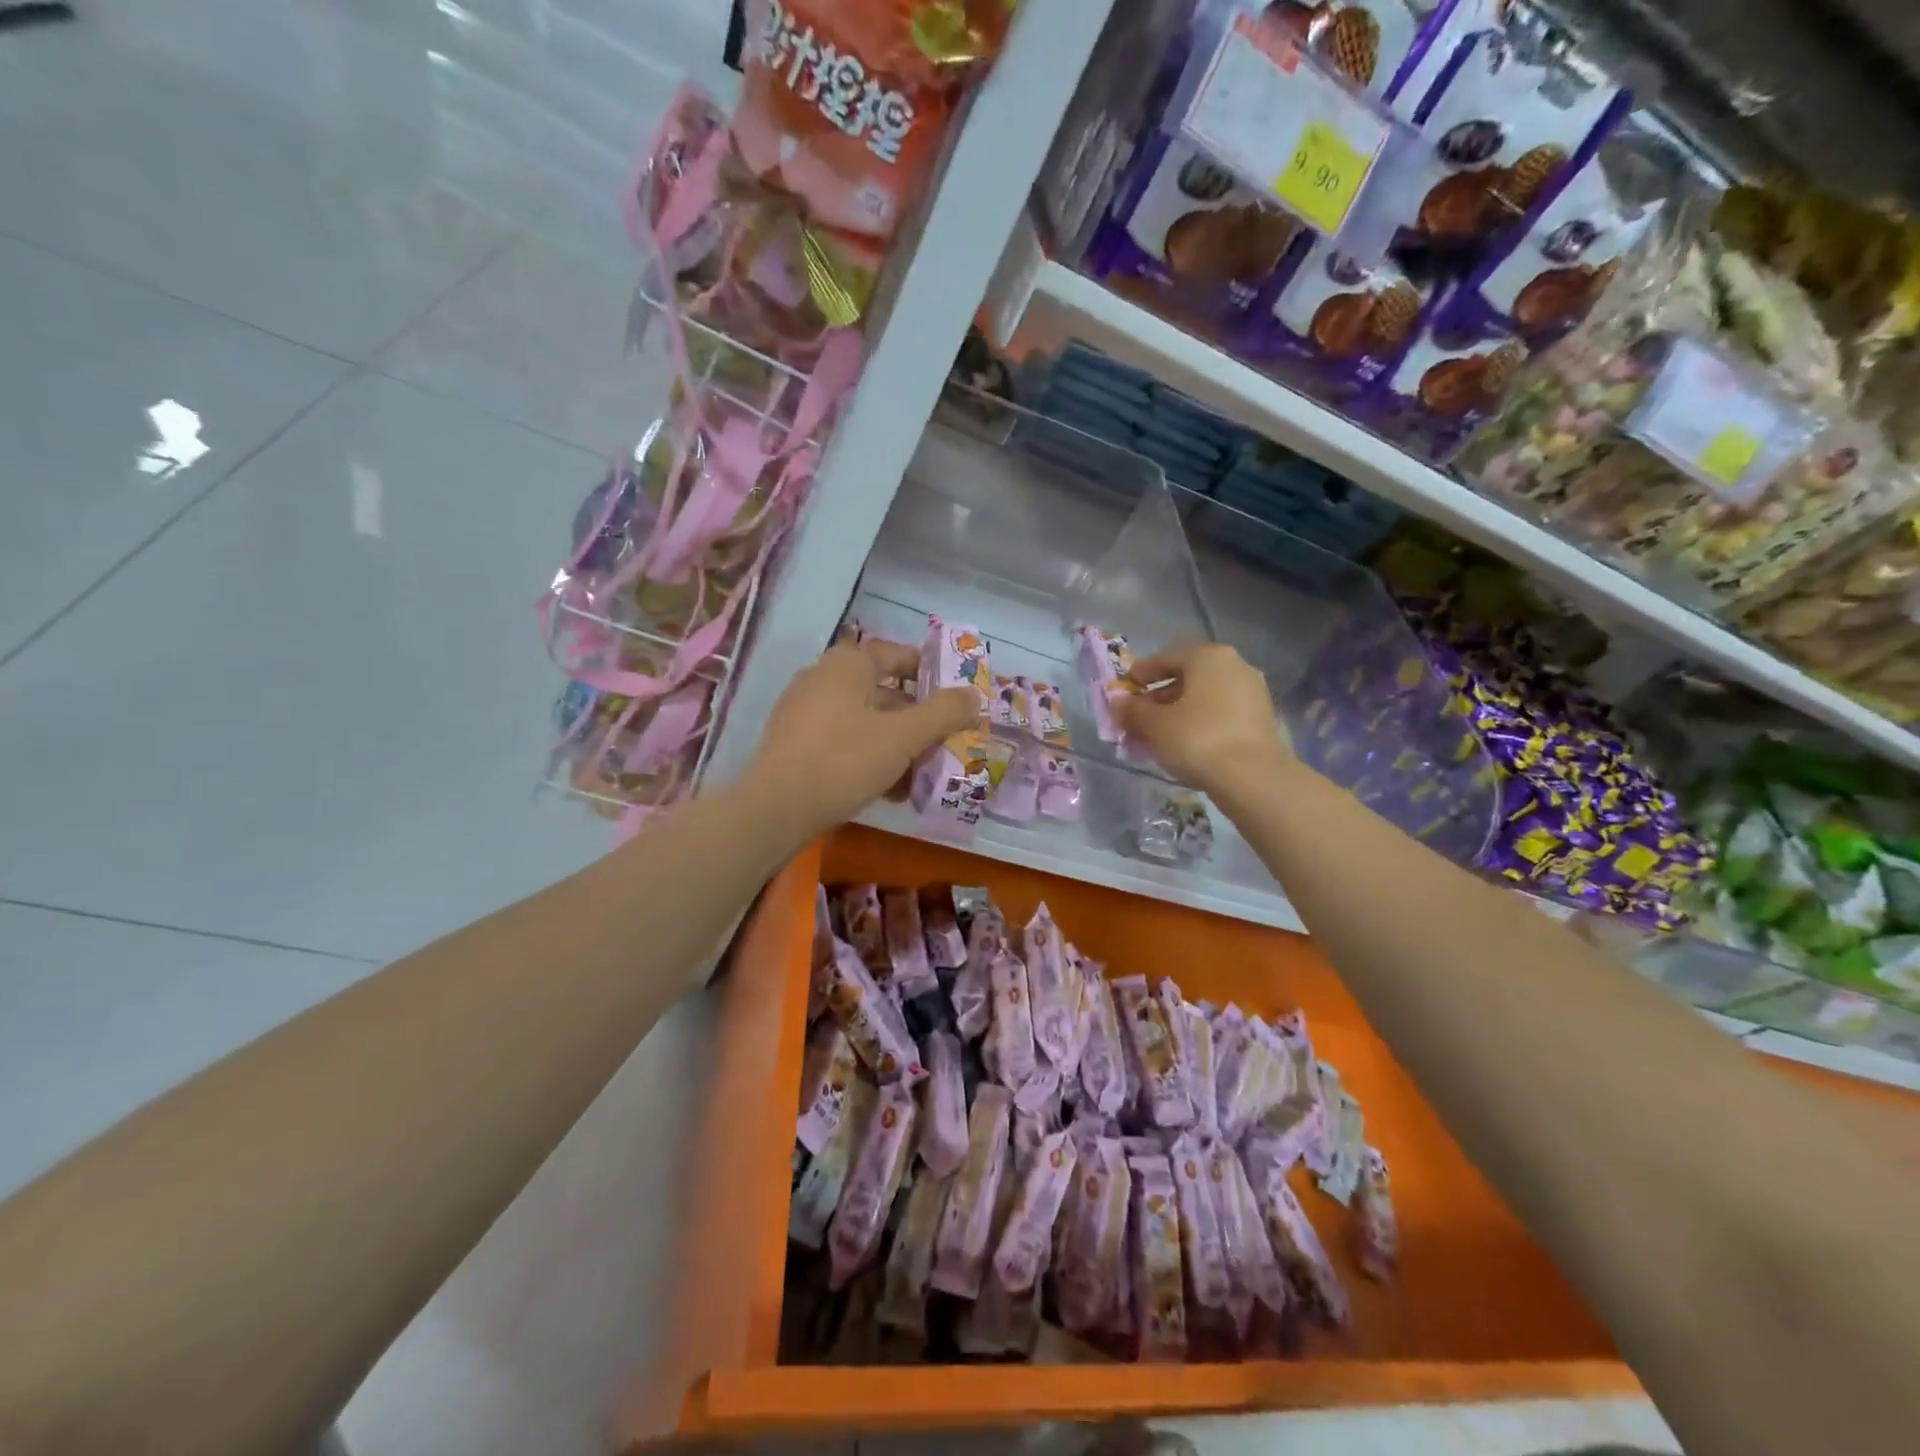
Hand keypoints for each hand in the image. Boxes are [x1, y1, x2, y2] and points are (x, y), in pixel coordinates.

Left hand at [743, 638, 981, 839]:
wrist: (775, 808)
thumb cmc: (844, 760)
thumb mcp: (903, 737)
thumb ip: (943, 713)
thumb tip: (974, 696)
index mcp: (848, 664)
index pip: (898, 654)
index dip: (930, 673)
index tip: (955, 697)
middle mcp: (823, 678)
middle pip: (883, 691)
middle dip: (916, 718)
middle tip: (944, 741)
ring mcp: (804, 711)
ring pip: (865, 720)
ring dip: (896, 743)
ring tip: (921, 773)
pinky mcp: (795, 743)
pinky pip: (844, 741)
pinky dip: (869, 757)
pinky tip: (889, 789)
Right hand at [1113, 643, 1289, 796]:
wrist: (1252, 777)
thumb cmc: (1197, 739)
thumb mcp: (1155, 725)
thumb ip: (1133, 710)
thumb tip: (1118, 702)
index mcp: (1208, 656)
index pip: (1164, 659)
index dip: (1138, 676)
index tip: (1122, 693)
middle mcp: (1234, 665)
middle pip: (1185, 679)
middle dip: (1158, 699)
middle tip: (1136, 720)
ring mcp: (1252, 692)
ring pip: (1203, 698)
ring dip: (1178, 713)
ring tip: (1157, 736)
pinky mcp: (1261, 718)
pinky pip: (1220, 714)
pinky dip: (1199, 723)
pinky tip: (1184, 744)